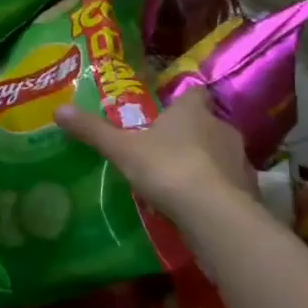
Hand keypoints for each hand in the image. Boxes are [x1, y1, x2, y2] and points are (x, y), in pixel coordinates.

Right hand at [55, 88, 253, 213]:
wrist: (214, 213)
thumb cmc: (167, 168)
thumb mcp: (122, 149)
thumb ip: (93, 131)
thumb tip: (59, 109)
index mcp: (192, 112)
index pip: (194, 93)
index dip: (183, 99)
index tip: (169, 109)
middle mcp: (221, 128)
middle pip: (207, 123)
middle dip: (191, 133)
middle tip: (166, 147)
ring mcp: (239, 159)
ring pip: (221, 153)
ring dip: (206, 161)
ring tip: (181, 178)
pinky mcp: (249, 190)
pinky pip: (230, 183)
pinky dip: (217, 189)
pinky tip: (199, 203)